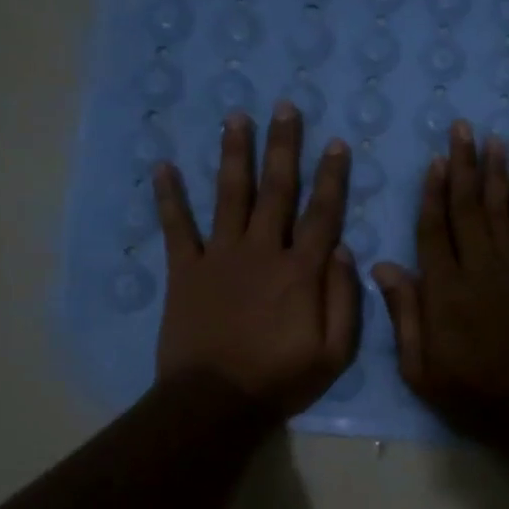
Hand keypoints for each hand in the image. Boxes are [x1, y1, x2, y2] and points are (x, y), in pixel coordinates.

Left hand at [152, 102, 359, 418]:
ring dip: (234, 155)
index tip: (336, 144)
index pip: (322, 213)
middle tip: (285, 107)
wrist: (216, 402)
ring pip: (230, 196)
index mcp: (302, 271)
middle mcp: (262, 252)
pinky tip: (163, 167)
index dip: (332, 177)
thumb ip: (346, 300)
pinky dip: (169, 197)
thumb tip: (346, 251)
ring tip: (236, 118)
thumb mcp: (336, 352)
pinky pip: (176, 228)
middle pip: (276, 190)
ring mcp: (220, 257)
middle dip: (283, 147)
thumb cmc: (282, 378)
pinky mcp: (185, 271)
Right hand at [372, 121, 508, 435]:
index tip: (434, 161)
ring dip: (497, 174)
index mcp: (444, 289)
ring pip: (502, 211)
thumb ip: (404, 313)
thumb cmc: (468, 390)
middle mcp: (478, 268)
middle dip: (465, 166)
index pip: (434, 229)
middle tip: (463, 129)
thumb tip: (383, 266)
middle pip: (469, 208)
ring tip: (494, 141)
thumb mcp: (419, 366)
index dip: (432, 193)